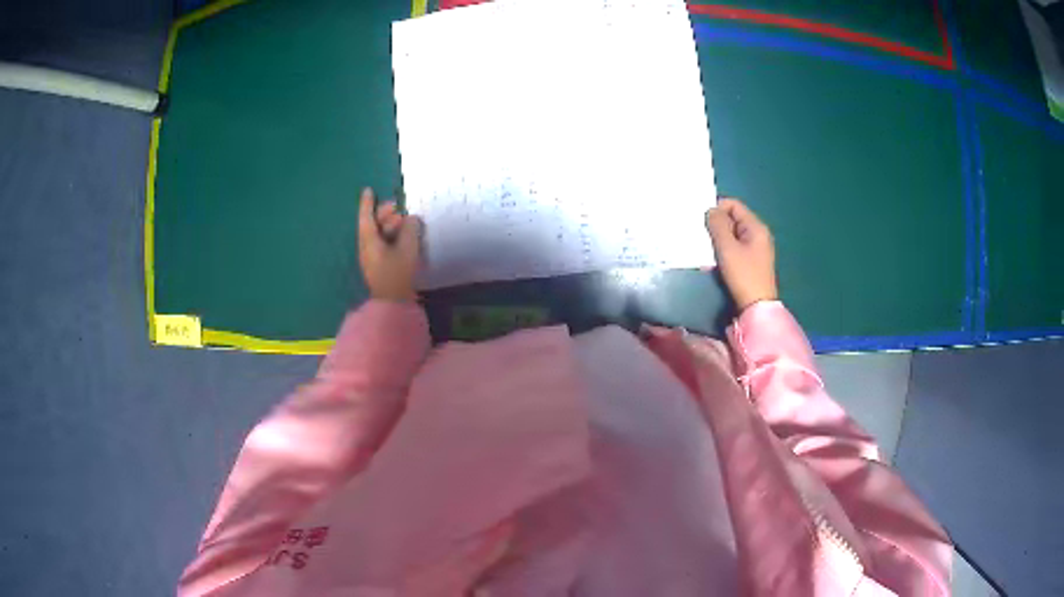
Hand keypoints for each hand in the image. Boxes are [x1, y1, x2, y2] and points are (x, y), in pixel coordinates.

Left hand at [358, 187, 422, 301]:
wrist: (393, 304)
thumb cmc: (397, 274)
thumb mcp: (407, 249)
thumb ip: (410, 230)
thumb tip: (411, 219)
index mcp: (369, 241)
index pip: (366, 217)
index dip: (367, 203)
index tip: (368, 190)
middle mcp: (367, 248)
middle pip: (373, 225)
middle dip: (384, 214)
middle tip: (397, 208)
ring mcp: (372, 258)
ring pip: (378, 235)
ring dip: (390, 226)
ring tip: (404, 223)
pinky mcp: (379, 267)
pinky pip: (383, 244)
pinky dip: (391, 237)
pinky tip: (404, 237)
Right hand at [705, 198, 777, 310]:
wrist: (756, 307)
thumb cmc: (743, 275)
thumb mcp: (727, 248)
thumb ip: (718, 225)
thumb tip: (711, 210)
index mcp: (756, 227)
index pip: (734, 205)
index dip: (717, 208)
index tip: (702, 222)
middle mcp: (758, 233)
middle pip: (733, 218)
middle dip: (717, 225)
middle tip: (703, 237)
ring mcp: (756, 248)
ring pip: (732, 234)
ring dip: (719, 239)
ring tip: (706, 249)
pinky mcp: (751, 261)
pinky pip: (735, 247)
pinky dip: (724, 249)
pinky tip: (715, 259)